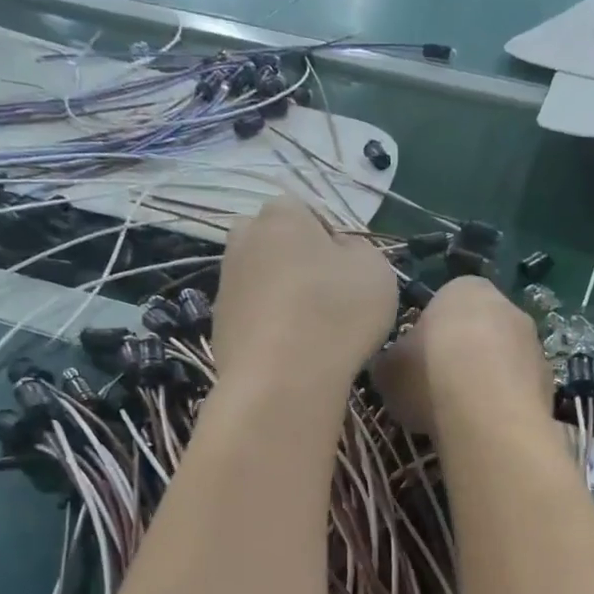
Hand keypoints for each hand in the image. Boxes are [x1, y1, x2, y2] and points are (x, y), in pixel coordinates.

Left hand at [210, 196, 397, 392]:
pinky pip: (251, 317)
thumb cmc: (336, 313)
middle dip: (294, 262)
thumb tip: (339, 251)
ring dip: (281, 297)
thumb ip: (359, 250)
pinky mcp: (218, 326)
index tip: (346, 273)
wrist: (282, 380)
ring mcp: (226, 285)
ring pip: (260, 281)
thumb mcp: (375, 270)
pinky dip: (268, 329)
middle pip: (274, 243)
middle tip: (325, 297)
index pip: (306, 212)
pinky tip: (289, 353)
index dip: (329, 240)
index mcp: (281, 215)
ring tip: (309, 331)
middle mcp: (243, 241)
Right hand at [373, 277, 551, 438]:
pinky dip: (503, 406)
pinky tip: (486, 428)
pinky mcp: (550, 383)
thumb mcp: (387, 368)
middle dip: (462, 357)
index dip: (428, 337)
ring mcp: (534, 344)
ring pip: (502, 362)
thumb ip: (392, 360)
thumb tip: (395, 367)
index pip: (443, 304)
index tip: (417, 365)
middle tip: (438, 390)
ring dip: (486, 382)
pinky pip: (518, 392)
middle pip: (478, 331)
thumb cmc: (429, 376)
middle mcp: (507, 306)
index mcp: (464, 289)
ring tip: (462, 416)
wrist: (486, 414)